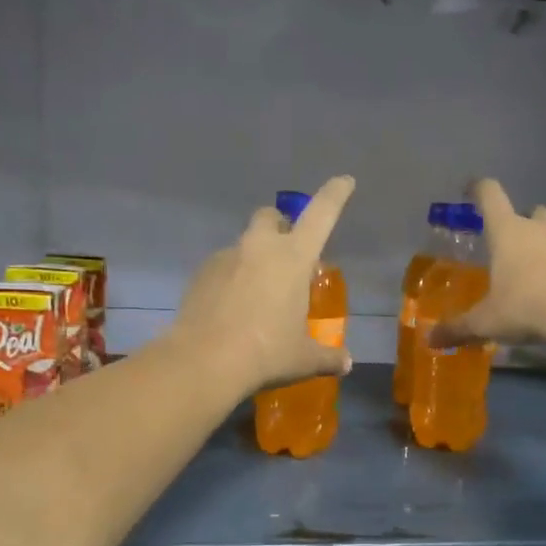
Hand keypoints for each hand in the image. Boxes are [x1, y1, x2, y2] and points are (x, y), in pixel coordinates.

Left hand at [172, 176, 355, 393]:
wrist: (204, 362)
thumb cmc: (265, 353)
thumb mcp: (303, 358)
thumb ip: (327, 357)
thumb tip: (346, 364)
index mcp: (293, 258)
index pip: (321, 214)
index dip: (335, 194)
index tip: (344, 181)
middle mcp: (259, 248)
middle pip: (270, 217)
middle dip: (280, 226)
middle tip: (287, 254)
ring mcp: (225, 258)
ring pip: (243, 245)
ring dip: (254, 259)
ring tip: (257, 295)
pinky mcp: (199, 274)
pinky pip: (221, 268)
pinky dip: (230, 280)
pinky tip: (231, 309)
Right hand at [432, 179, 545, 348]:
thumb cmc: (525, 307)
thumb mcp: (485, 322)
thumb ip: (458, 328)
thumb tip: (429, 339)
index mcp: (507, 232)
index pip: (490, 196)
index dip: (478, 189)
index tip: (470, 188)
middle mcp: (537, 229)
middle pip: (530, 211)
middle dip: (519, 222)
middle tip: (508, 243)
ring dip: (542, 244)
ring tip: (531, 271)